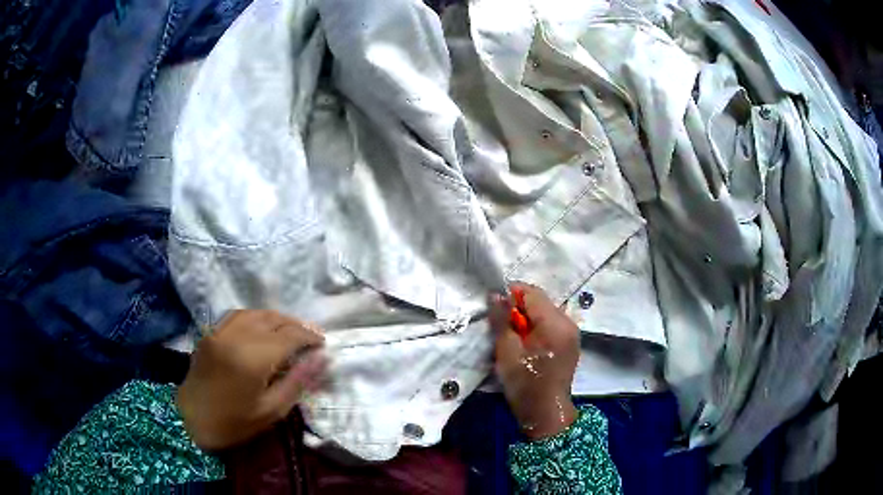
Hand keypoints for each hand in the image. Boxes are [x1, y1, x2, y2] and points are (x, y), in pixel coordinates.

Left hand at [177, 310, 326, 450]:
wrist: (190, 420)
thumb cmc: (234, 423)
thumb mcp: (272, 410)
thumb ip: (298, 381)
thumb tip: (322, 358)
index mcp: (253, 358)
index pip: (290, 336)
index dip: (310, 337)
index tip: (323, 345)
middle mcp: (236, 336)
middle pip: (274, 319)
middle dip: (296, 326)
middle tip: (310, 339)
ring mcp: (220, 331)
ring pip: (256, 312)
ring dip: (277, 319)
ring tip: (290, 332)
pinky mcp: (211, 332)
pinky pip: (238, 315)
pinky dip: (256, 318)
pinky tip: (263, 328)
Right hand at [489, 283, 579, 438]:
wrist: (546, 414)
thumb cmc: (525, 385)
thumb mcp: (507, 352)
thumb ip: (502, 320)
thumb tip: (496, 294)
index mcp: (555, 324)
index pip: (532, 293)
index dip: (510, 295)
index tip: (494, 308)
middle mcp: (568, 323)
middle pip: (540, 302)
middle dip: (518, 309)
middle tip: (500, 327)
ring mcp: (572, 334)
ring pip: (545, 313)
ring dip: (526, 320)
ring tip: (512, 338)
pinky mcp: (570, 344)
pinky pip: (551, 325)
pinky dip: (536, 329)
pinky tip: (525, 345)